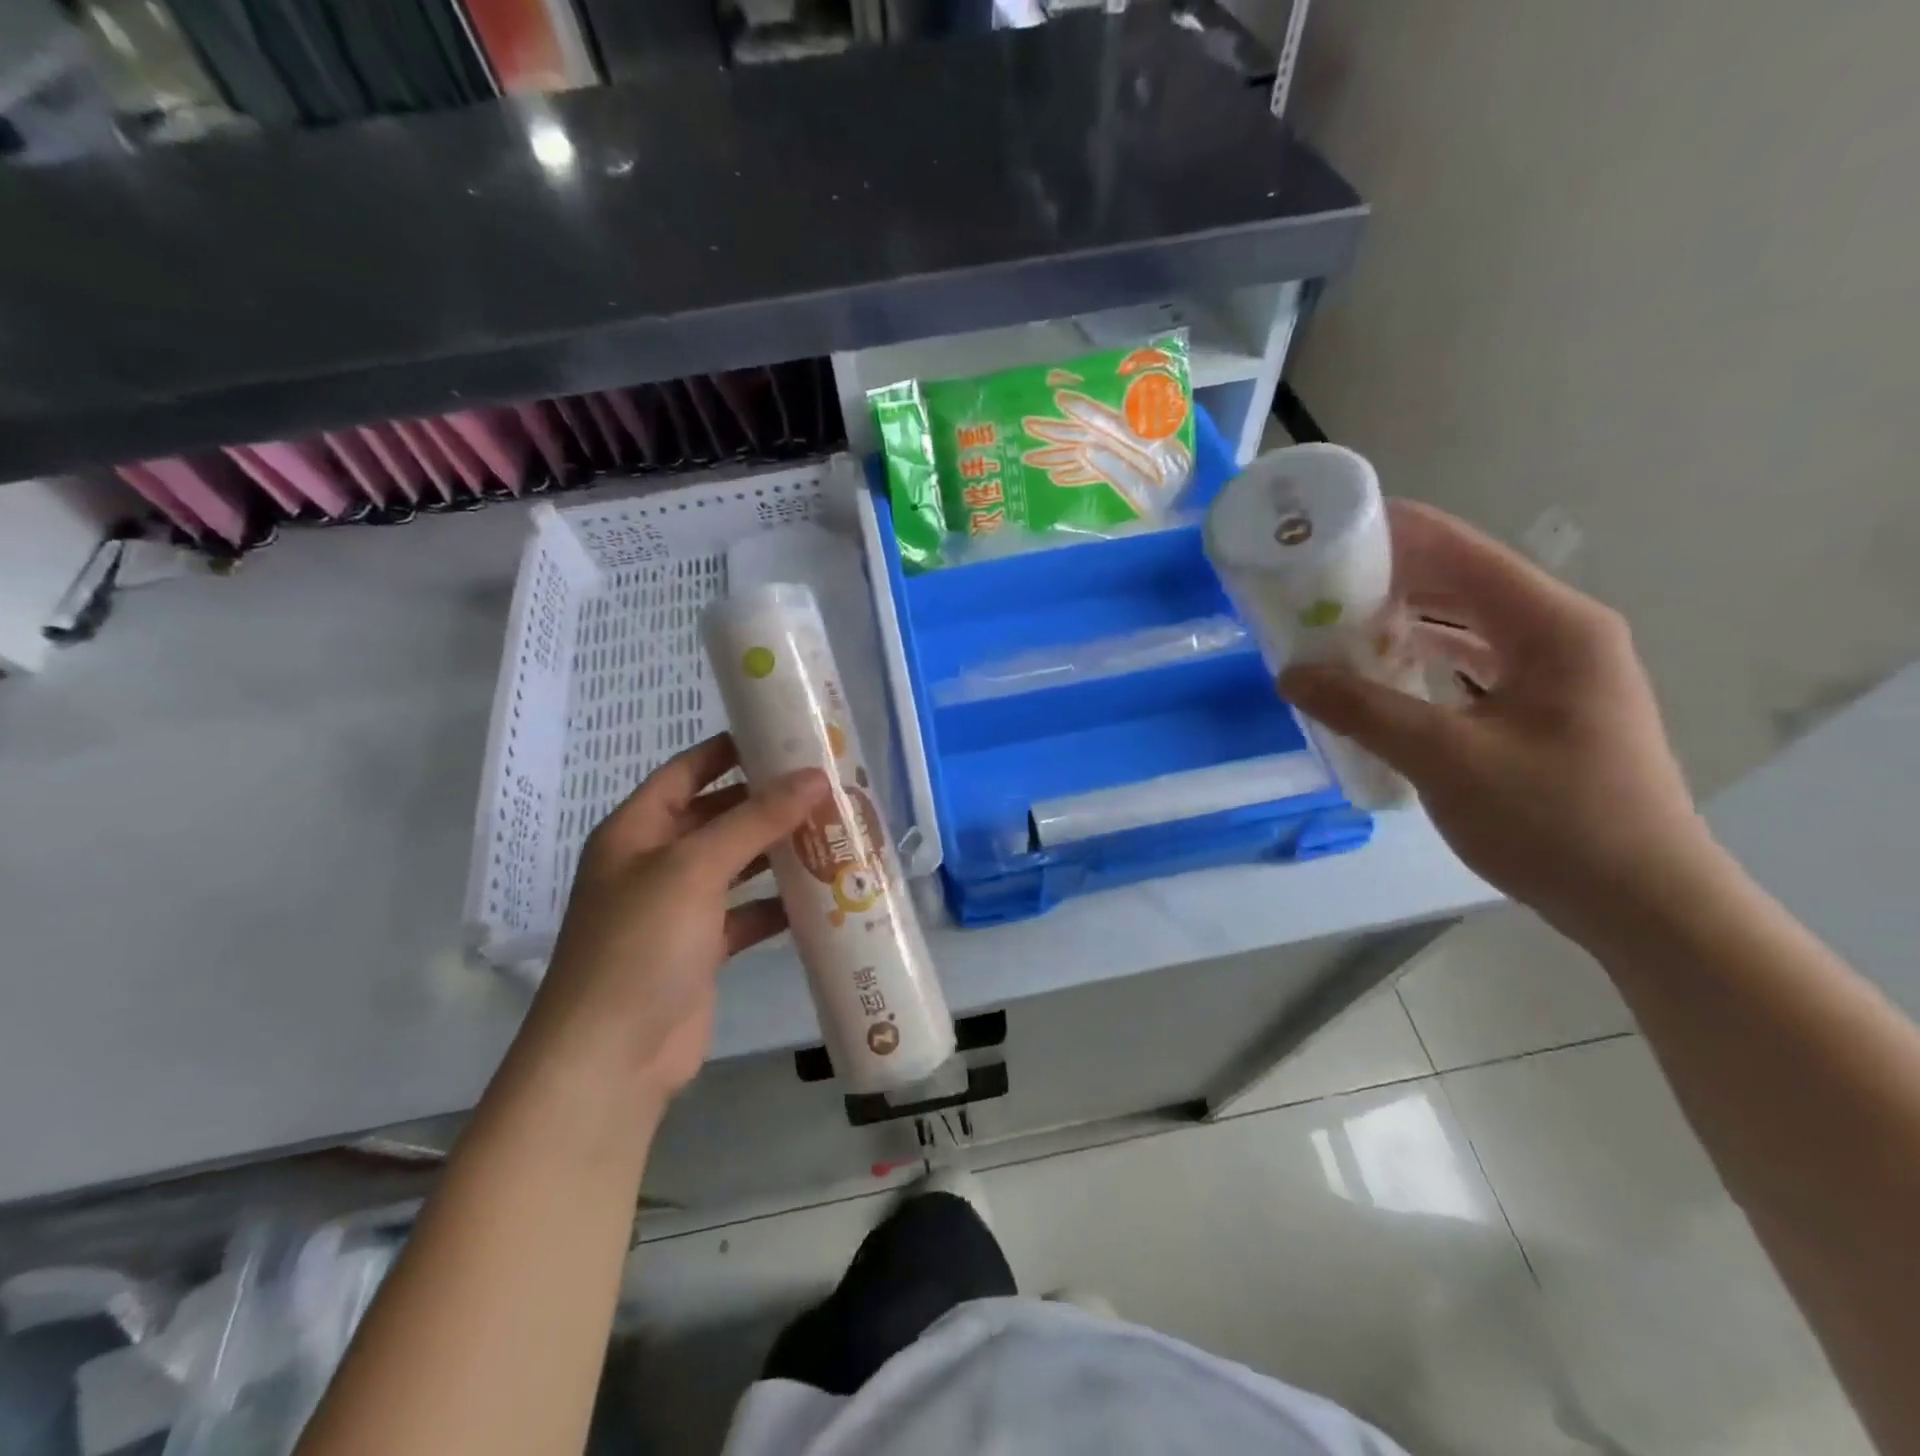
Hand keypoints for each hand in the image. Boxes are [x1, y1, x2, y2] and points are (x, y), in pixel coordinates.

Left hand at [526, 735, 827, 1108]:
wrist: (612, 1059)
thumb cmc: (641, 944)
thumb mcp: (695, 868)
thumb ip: (755, 820)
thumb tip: (814, 777)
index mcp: (637, 830)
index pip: (688, 770)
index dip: (731, 750)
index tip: (786, 735)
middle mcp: (656, 862)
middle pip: (718, 816)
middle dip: (768, 802)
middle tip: (827, 785)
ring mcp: (679, 908)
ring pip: (738, 864)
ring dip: (780, 851)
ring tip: (835, 830)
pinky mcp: (703, 950)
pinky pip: (747, 913)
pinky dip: (779, 903)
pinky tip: (822, 894)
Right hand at [1279, 500, 1715, 941]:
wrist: (1640, 901)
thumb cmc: (1551, 820)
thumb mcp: (1444, 759)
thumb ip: (1363, 709)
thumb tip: (1289, 674)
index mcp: (1552, 626)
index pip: (1462, 551)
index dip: (1395, 531)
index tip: (1328, 525)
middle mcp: (1561, 633)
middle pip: (1464, 581)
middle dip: (1389, 577)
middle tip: (1315, 581)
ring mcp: (1558, 670)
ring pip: (1468, 622)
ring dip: (1405, 618)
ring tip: (1335, 620)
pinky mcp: (1546, 705)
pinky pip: (1474, 660)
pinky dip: (1425, 657)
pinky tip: (1380, 669)